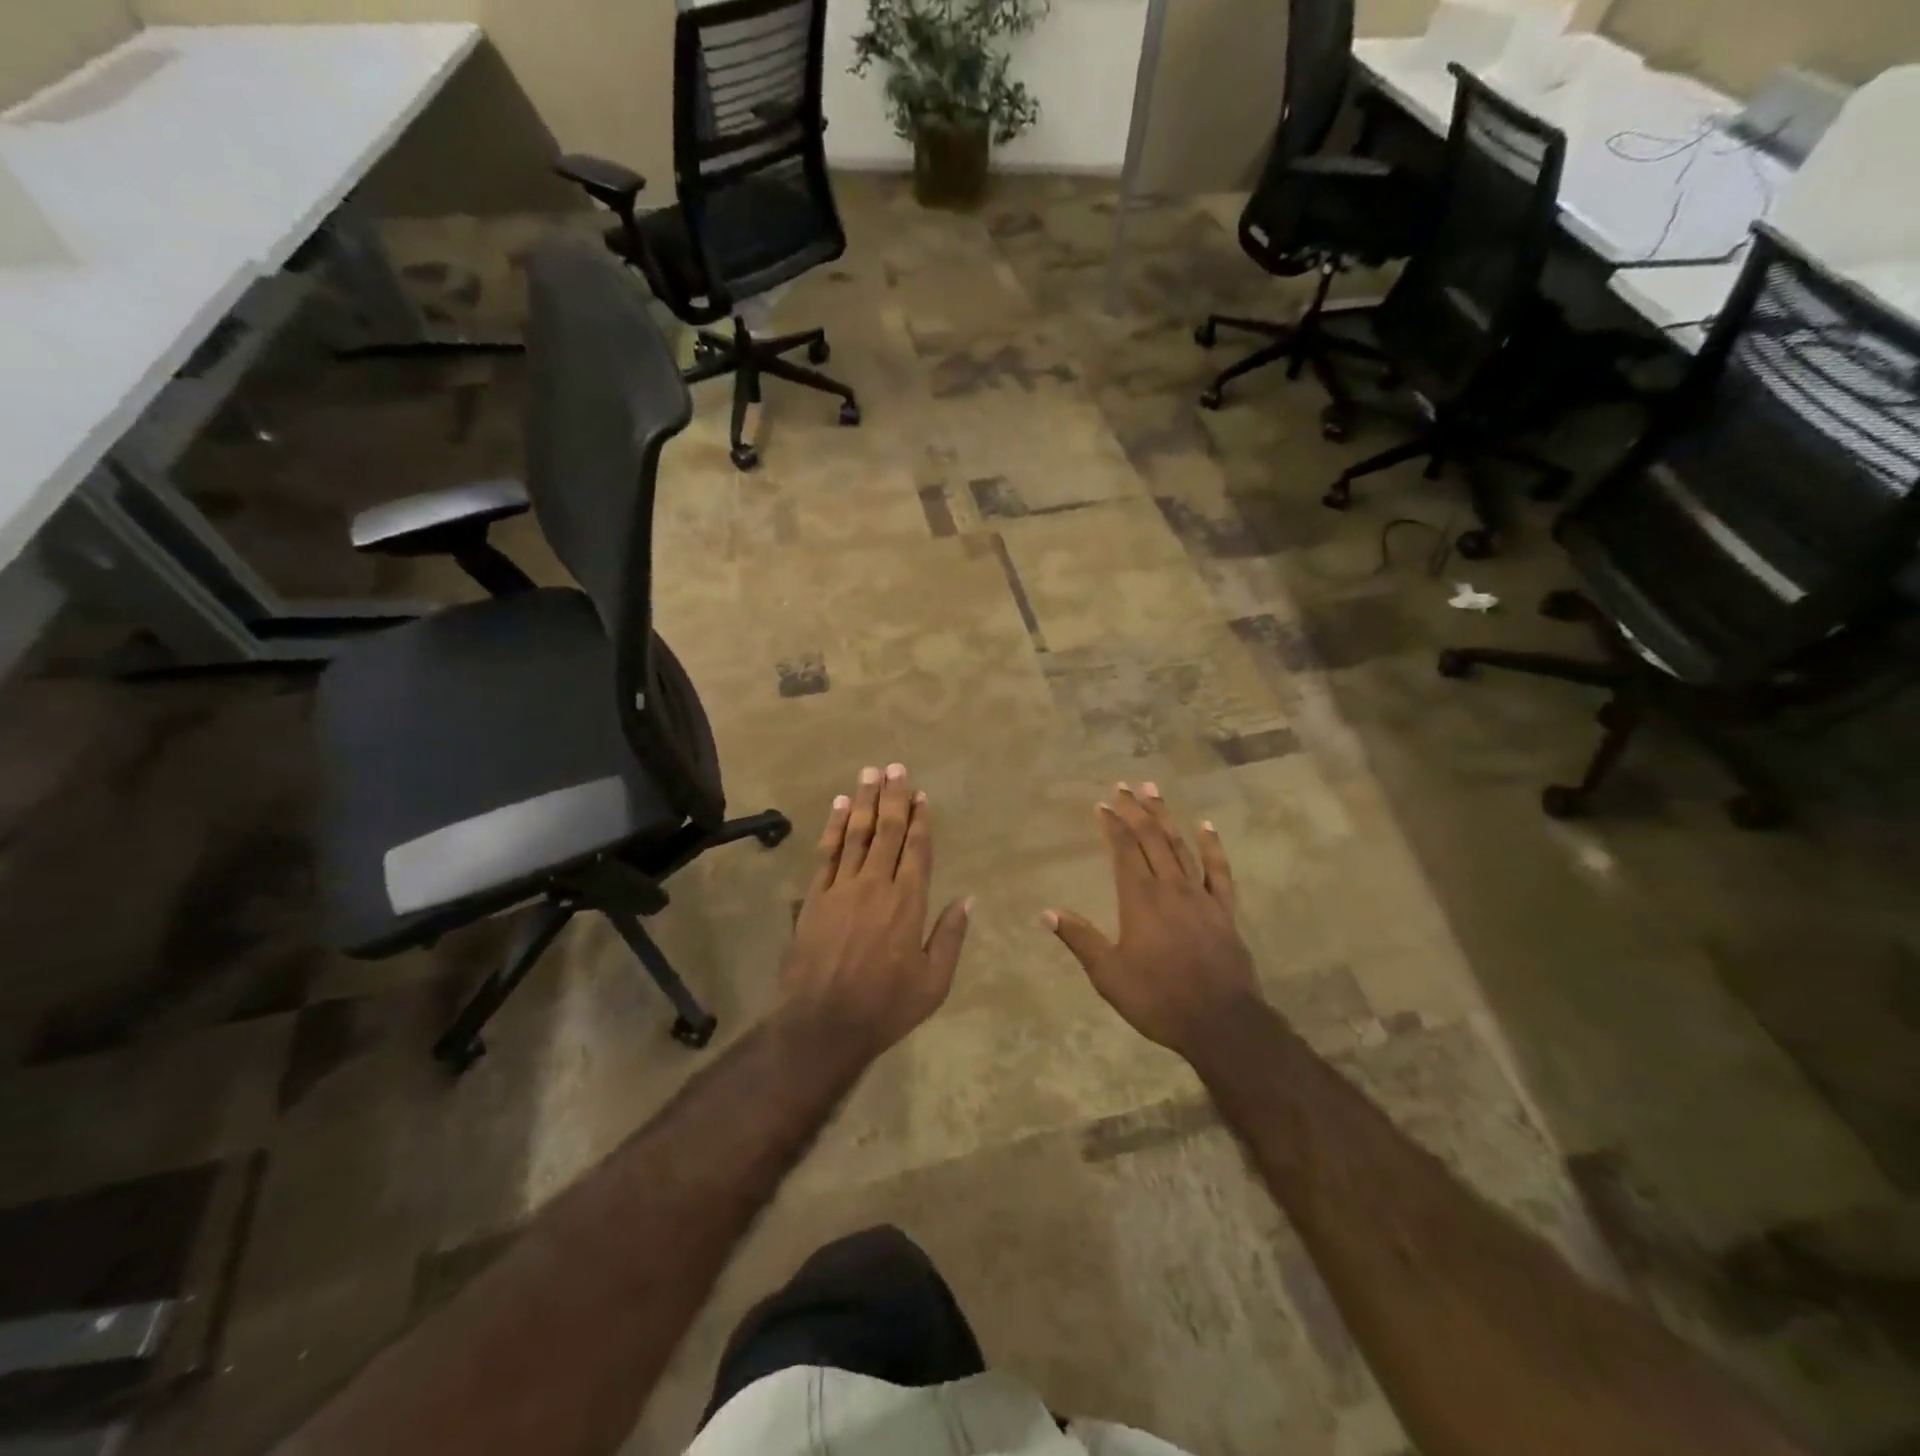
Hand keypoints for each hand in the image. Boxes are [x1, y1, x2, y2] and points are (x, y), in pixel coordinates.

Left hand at [780, 764, 971, 1063]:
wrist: (822, 1024)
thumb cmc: (886, 1006)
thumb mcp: (934, 982)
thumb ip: (950, 936)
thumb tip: (967, 899)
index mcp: (908, 902)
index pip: (917, 849)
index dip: (920, 819)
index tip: (920, 794)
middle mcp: (876, 885)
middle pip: (887, 831)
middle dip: (893, 797)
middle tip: (895, 767)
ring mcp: (841, 888)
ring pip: (855, 834)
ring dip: (863, 801)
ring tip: (869, 773)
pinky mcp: (814, 897)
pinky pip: (826, 853)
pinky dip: (833, 827)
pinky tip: (838, 806)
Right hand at [1045, 783, 1260, 1062]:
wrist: (1222, 1023)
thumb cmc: (1158, 999)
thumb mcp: (1109, 975)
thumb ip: (1080, 939)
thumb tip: (1046, 912)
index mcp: (1140, 899)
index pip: (1123, 850)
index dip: (1112, 825)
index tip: (1101, 805)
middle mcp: (1170, 887)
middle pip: (1151, 839)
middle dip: (1136, 810)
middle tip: (1124, 785)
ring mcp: (1201, 896)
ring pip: (1180, 846)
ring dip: (1165, 817)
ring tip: (1154, 790)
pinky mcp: (1224, 911)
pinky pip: (1219, 870)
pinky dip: (1212, 846)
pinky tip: (1206, 825)